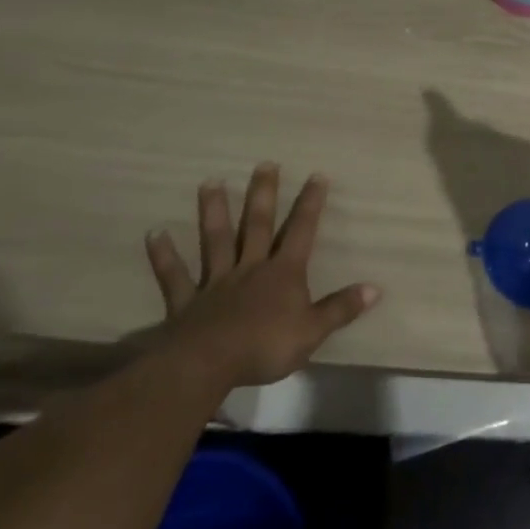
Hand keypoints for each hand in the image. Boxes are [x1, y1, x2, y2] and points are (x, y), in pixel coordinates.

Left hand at [144, 163, 379, 387]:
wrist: (208, 364)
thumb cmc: (265, 346)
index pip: (301, 231)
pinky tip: (154, 233)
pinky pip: (174, 276)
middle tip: (264, 164)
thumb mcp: (313, 331)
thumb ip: (341, 308)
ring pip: (216, 240)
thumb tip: (375, 288)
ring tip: (209, 182)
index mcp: (283, 273)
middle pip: (257, 225)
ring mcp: (216, 282)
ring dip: (213, 211)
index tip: (316, 175)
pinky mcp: (186, 301)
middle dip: (263, 194)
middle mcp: (250, 268)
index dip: (310, 204)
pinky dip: (164, 255)